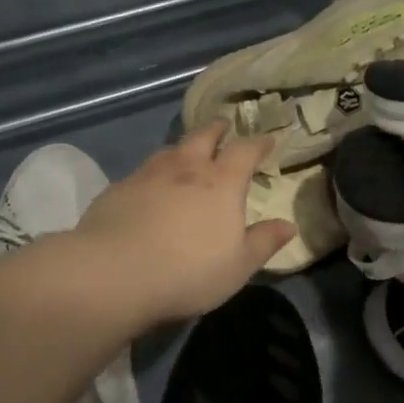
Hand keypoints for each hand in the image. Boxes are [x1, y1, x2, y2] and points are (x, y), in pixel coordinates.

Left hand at [76, 123, 295, 324]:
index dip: (258, 143)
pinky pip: (142, 171)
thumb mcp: (238, 266)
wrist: (114, 274)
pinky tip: (150, 187)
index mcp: (221, 183)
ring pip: (170, 150)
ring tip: (188, 154)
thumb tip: (289, 225)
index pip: (245, 150)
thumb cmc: (189, 272)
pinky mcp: (118, 189)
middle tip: (224, 128)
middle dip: (217, 130)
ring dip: (184, 148)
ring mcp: (148, 175)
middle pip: (203, 136)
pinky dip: (154, 172)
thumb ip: (264, 242)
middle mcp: (186, 168)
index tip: (268, 140)